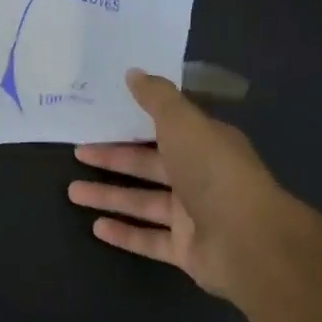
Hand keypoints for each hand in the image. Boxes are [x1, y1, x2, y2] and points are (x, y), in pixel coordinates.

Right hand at [67, 69, 306, 298]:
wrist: (248, 241)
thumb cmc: (213, 172)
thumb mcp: (182, 122)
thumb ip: (156, 98)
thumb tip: (133, 72)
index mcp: (205, 144)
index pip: (165, 129)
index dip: (132, 123)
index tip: (101, 118)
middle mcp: (200, 177)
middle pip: (149, 165)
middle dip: (112, 159)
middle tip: (77, 153)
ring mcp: (194, 216)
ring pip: (144, 202)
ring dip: (109, 196)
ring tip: (72, 192)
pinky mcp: (187, 249)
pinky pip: (150, 239)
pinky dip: (125, 233)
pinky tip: (96, 228)